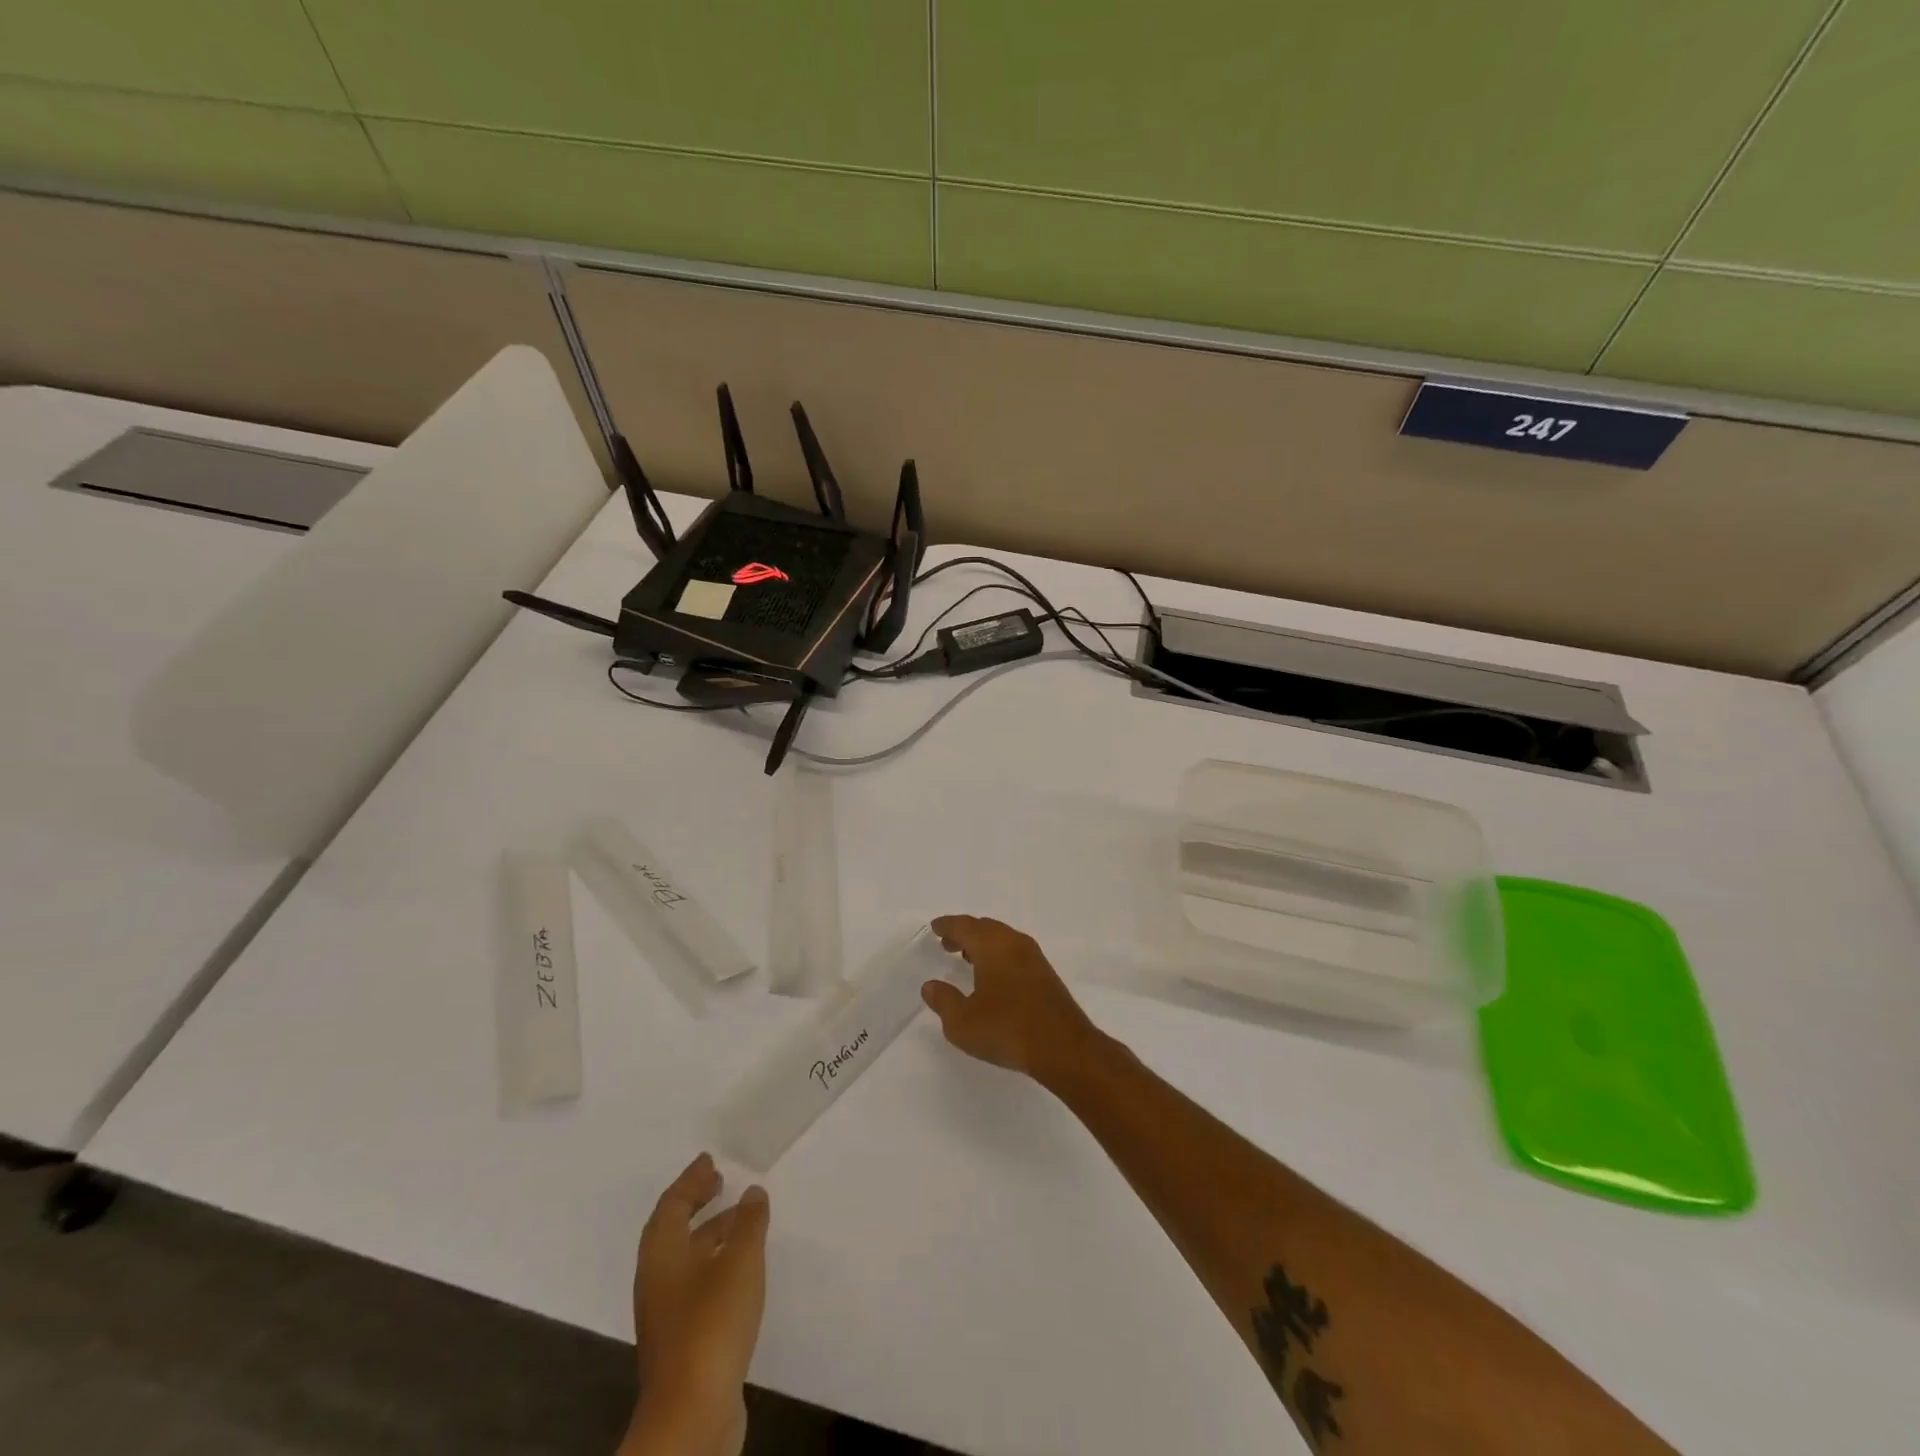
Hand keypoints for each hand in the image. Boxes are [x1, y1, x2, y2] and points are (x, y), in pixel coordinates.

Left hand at [621, 1153, 768, 1455]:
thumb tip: (751, 1193)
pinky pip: (695, 1282)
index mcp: (662, 1254)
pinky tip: (740, 1269)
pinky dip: (714, 1262)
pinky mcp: (681, 1339)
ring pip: (686, 1258)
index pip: (672, 1204)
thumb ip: (748, 1223)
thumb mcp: (740, 1262)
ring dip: (709, 1233)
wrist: (692, 1416)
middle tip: (719, 1182)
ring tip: (741, 1220)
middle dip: (695, 1203)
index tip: (710, 1160)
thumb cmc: (712, 1324)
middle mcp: (657, 1279)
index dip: (691, 1180)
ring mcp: (666, 1313)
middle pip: (673, 1229)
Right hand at [922, 915, 1099, 1084]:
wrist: (1062, 1047)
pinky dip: (998, 955)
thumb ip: (943, 1001)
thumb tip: (930, 986)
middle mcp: (1014, 943)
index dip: (948, 925)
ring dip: (983, 944)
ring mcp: (1034, 957)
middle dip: (965, 933)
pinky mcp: (1046, 974)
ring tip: (967, 958)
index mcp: (992, 945)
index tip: (935, 928)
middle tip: (948, 943)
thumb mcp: (962, 1022)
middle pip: (985, 928)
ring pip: (1002, 939)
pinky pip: (1015, 952)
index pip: (965, 926)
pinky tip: (993, 976)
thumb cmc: (1006, 1029)